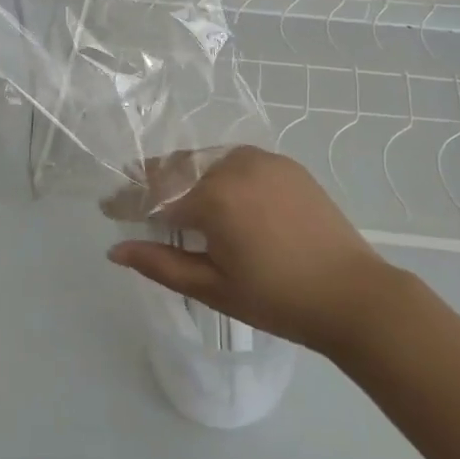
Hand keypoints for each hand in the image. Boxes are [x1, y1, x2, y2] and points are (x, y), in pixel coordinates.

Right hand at [104, 147, 394, 353]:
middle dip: (150, 180)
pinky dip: (214, 171)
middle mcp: (233, 166)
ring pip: (205, 159)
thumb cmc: (277, 299)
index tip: (106, 206)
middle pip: (177, 167)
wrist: (353, 294)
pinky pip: (235, 160)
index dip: (126, 201)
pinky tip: (212, 189)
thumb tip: (116, 250)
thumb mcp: (212, 287)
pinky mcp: (284, 164)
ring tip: (166, 192)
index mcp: (213, 197)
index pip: (154, 195)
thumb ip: (160, 264)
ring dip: (182, 173)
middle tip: (131, 195)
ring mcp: (262, 160)